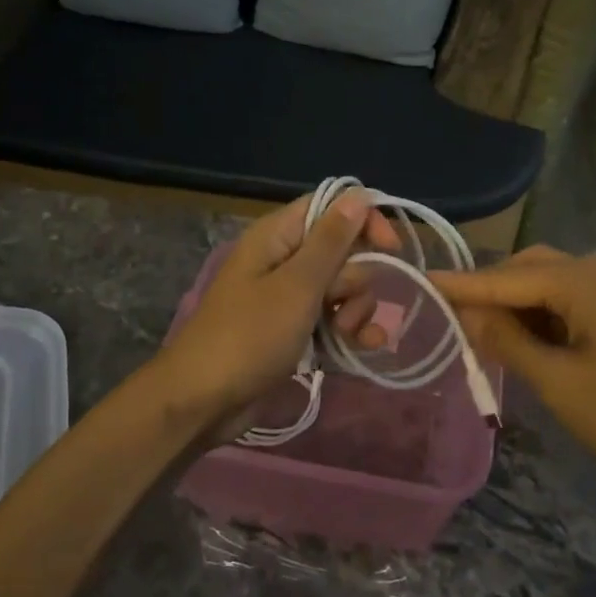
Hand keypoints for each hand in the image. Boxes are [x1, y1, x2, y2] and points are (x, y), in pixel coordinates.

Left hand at [153, 191, 398, 427]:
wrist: (204, 401)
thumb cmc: (250, 335)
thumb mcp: (297, 286)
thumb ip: (332, 241)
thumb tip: (359, 195)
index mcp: (279, 236)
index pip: (331, 207)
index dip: (364, 222)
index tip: (391, 248)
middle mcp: (285, 259)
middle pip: (343, 251)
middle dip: (356, 279)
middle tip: (340, 305)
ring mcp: (290, 296)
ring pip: (343, 288)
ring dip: (354, 310)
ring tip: (344, 335)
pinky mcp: (295, 329)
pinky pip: (333, 318)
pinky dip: (349, 330)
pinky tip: (365, 348)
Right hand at [431, 248, 595, 480]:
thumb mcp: (560, 383)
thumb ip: (509, 343)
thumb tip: (470, 314)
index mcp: (578, 280)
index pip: (502, 277)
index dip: (459, 285)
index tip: (420, 281)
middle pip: (526, 269)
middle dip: (490, 294)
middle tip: (456, 323)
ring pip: (548, 285)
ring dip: (517, 307)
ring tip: (488, 340)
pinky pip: (570, 302)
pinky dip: (543, 318)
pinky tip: (531, 346)